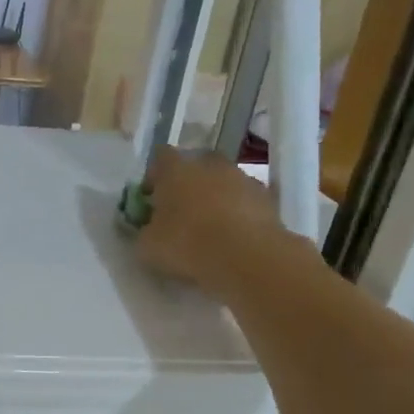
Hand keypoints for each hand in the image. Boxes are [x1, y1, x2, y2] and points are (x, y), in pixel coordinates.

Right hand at [135, 146, 288, 290]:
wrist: (246, 257)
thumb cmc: (186, 244)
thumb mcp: (148, 246)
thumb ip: (145, 230)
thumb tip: (149, 228)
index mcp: (175, 170)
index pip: (160, 157)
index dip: (154, 175)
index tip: (150, 196)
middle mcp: (209, 165)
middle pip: (196, 165)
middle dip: (188, 183)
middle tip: (181, 209)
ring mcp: (242, 178)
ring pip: (224, 182)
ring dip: (216, 197)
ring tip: (210, 227)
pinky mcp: (268, 198)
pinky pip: (245, 201)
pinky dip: (239, 212)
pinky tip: (233, 236)